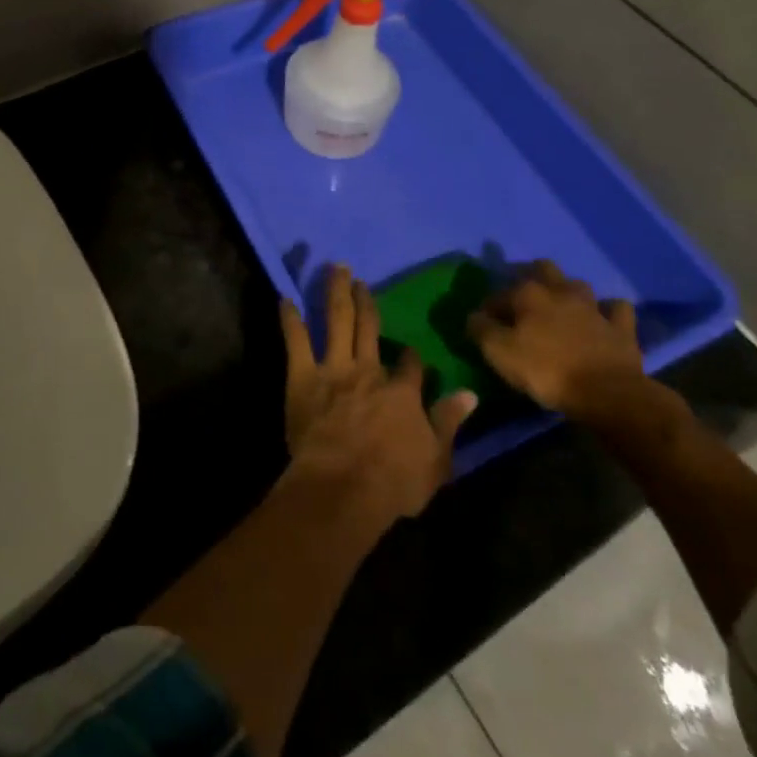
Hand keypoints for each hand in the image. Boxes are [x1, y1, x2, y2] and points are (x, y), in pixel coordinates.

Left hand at [279, 265, 476, 528]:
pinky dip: (290, 319)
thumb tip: (470, 394)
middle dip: (366, 302)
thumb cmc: (393, 483)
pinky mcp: (303, 377)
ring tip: (335, 269)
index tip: (411, 353)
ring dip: (336, 292)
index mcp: (401, 391)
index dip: (411, 357)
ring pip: (337, 320)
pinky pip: (296, 341)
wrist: (342, 487)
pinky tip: (285, 298)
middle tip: (361, 280)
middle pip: (369, 328)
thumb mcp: (435, 461)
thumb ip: (448, 423)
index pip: (410, 364)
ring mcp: (334, 369)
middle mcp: (368, 370)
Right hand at [467, 260, 646, 419]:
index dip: (489, 307)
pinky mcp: (621, 327)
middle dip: (531, 275)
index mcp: (528, 294)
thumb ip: (481, 329)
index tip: (484, 324)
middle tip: (522, 297)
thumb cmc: (546, 370)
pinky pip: (616, 309)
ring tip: (560, 305)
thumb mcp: (499, 352)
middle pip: (543, 269)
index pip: (499, 294)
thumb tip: (474, 316)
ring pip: (578, 284)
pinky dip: (609, 311)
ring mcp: (594, 307)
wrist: (607, 394)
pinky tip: (603, 318)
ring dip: (568, 291)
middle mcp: (560, 291)